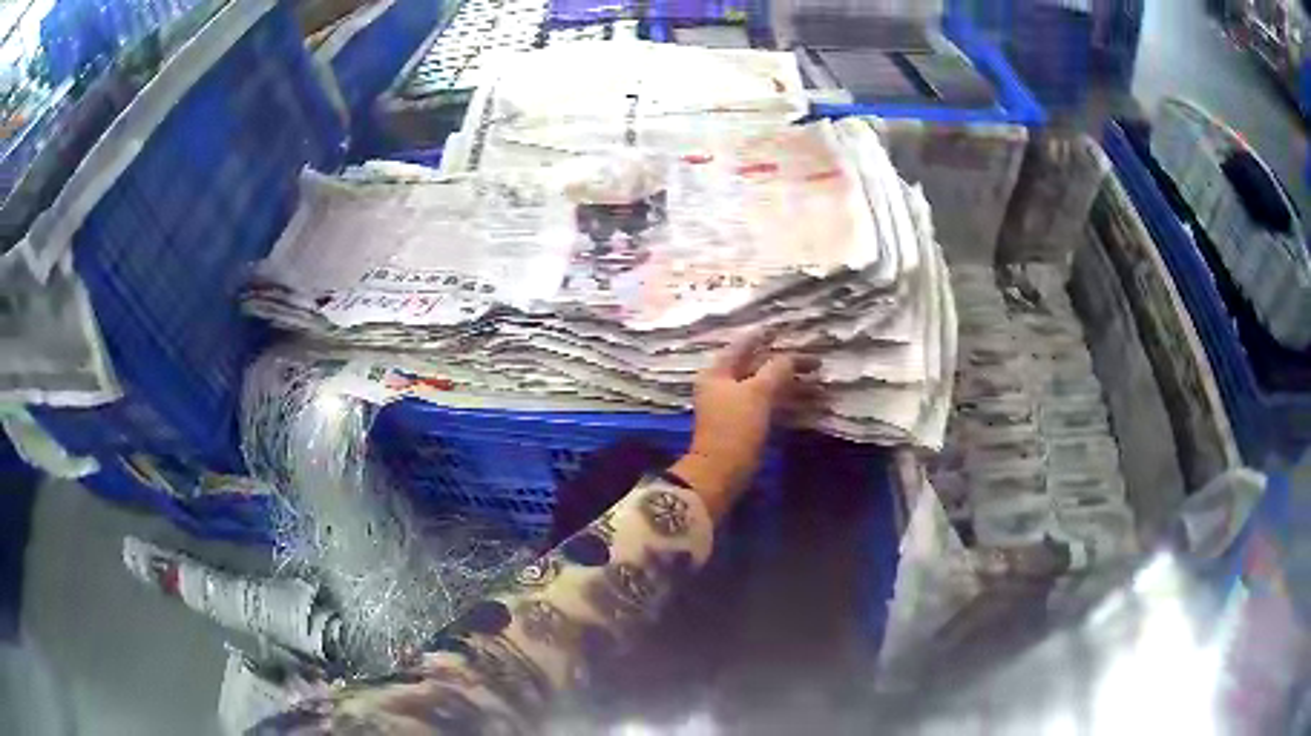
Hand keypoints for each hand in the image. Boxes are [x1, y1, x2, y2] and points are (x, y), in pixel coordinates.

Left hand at [669, 331, 821, 519]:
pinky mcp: (746, 426)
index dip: (764, 335)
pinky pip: (770, 406)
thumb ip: (776, 370)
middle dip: (786, 363)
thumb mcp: (757, 393)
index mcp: (718, 372)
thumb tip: (790, 357)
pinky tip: (810, 403)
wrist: (721, 473)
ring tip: (820, 382)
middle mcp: (724, 386)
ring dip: (792, 384)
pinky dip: (788, 402)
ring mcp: (735, 407)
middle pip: (758, 367)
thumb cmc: (735, 428)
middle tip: (815, 360)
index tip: (786, 328)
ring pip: (767, 388)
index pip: (743, 345)